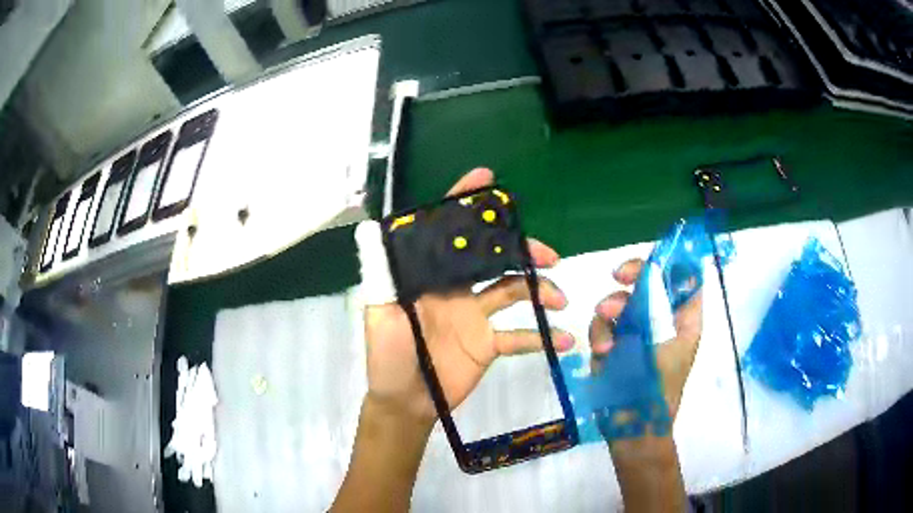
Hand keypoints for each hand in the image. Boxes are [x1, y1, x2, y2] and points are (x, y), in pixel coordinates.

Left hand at [364, 168, 574, 423]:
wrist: (405, 401)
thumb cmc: (387, 356)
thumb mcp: (379, 313)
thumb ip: (381, 275)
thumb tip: (371, 227)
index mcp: (429, 276)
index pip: (447, 231)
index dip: (464, 202)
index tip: (487, 178)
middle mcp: (456, 288)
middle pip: (493, 257)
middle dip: (522, 250)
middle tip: (548, 255)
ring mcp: (475, 315)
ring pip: (513, 290)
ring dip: (540, 290)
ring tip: (559, 299)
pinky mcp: (488, 343)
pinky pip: (520, 336)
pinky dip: (542, 337)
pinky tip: (564, 339)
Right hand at [588, 259, 702, 420]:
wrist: (632, 425)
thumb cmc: (661, 387)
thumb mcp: (675, 343)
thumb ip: (670, 307)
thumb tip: (665, 271)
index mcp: (683, 319)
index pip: (682, 279)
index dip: (669, 263)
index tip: (652, 262)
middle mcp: (659, 321)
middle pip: (648, 283)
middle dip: (632, 276)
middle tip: (618, 275)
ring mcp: (634, 333)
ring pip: (622, 301)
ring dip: (611, 308)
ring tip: (607, 327)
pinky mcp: (612, 346)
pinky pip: (602, 326)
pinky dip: (600, 333)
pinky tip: (603, 351)